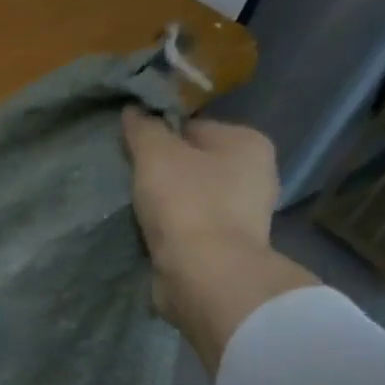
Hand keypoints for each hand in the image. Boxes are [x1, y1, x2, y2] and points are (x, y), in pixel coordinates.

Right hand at [120, 108, 316, 374]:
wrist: (205, 274)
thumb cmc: (186, 203)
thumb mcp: (156, 155)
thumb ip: (144, 129)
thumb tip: (134, 109)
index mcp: (248, 142)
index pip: (193, 126)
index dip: (158, 135)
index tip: (130, 151)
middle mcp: (255, 174)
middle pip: (194, 161)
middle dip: (162, 169)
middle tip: (128, 179)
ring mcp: (244, 213)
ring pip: (191, 194)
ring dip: (164, 200)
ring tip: (133, 206)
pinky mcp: (227, 245)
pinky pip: (190, 224)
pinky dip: (170, 226)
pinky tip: (148, 230)